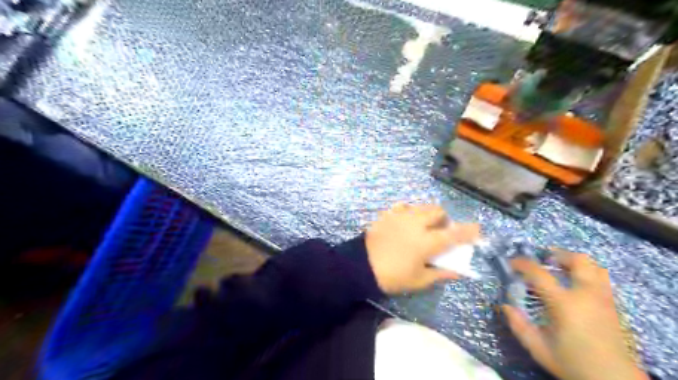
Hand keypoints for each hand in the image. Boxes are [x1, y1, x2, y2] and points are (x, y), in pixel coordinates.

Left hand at [366, 204, 480, 294]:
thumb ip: (440, 273)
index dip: (468, 231)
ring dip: (429, 214)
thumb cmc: (392, 276)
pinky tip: (407, 222)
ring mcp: (401, 216)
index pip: (453, 234)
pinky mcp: (388, 214)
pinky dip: (411, 211)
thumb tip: (457, 271)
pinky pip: (404, 206)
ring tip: (423, 227)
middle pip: (438, 212)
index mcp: (427, 242)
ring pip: (422, 206)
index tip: (477, 229)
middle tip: (440, 232)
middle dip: (444, 220)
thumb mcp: (418, 280)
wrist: (360, 265)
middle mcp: (416, 224)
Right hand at [506, 249, 647, 379]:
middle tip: (543, 260)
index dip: (522, 263)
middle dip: (558, 254)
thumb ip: (519, 326)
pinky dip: (587, 273)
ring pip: (595, 267)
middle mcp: (586, 295)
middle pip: (578, 260)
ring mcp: (603, 299)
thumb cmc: (573, 363)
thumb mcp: (539, 348)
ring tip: (560, 268)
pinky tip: (575, 284)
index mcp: (564, 304)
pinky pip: (602, 279)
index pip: (539, 273)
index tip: (511, 263)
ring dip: (575, 262)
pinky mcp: (613, 306)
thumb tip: (505, 306)